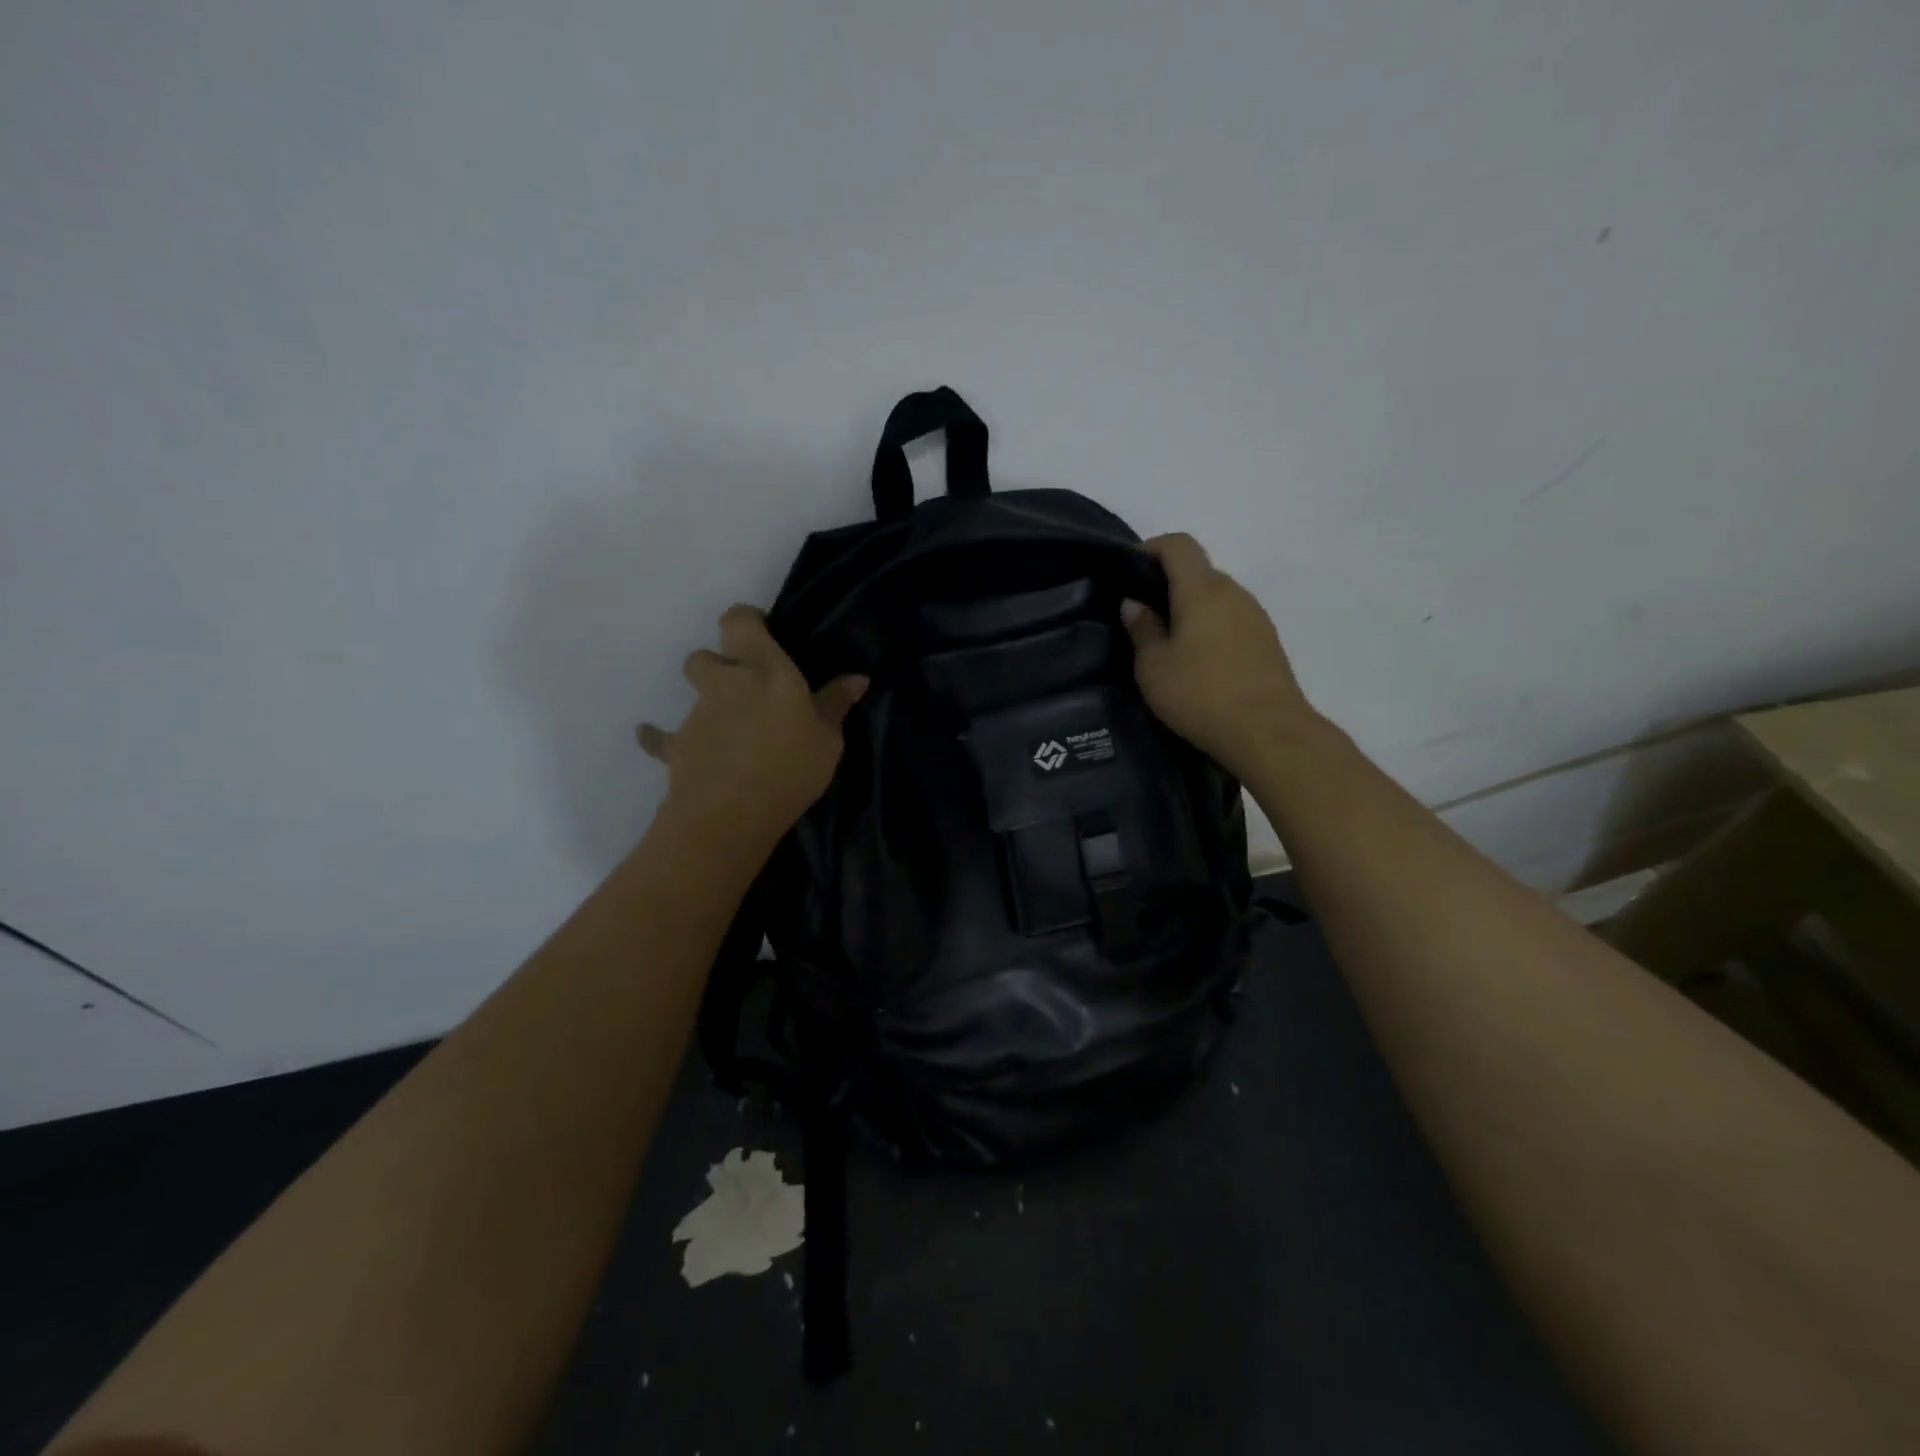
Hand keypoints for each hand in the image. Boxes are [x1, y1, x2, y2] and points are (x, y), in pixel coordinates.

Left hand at [637, 605, 866, 849]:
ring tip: (725, 727)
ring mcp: (696, 715)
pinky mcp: (676, 747)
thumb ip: (835, 704)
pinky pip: (660, 737)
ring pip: (693, 694)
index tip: (761, 632)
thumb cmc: (790, 769)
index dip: (745, 621)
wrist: (730, 814)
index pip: (740, 622)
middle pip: (706, 656)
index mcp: (765, 671)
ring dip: (705, 702)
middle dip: (718, 664)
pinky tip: (656, 739)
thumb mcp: (828, 739)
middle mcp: (726, 684)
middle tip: (743, 687)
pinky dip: (658, 737)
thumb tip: (856, 678)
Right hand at [1121, 533, 1316, 775]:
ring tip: (1167, 643)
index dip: (1150, 548)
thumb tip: (1135, 604)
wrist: (1268, 733)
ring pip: (1215, 597)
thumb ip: (1142, 629)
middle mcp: (1233, 592)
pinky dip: (1209, 628)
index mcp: (1202, 590)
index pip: (1178, 544)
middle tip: (1141, 617)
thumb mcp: (1154, 667)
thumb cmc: (1201, 695)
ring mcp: (1255, 616)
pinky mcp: (1267, 641)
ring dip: (1189, 609)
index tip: (1128, 572)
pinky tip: (1196, 662)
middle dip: (1167, 585)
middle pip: (1197, 571)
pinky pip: (1230, 620)